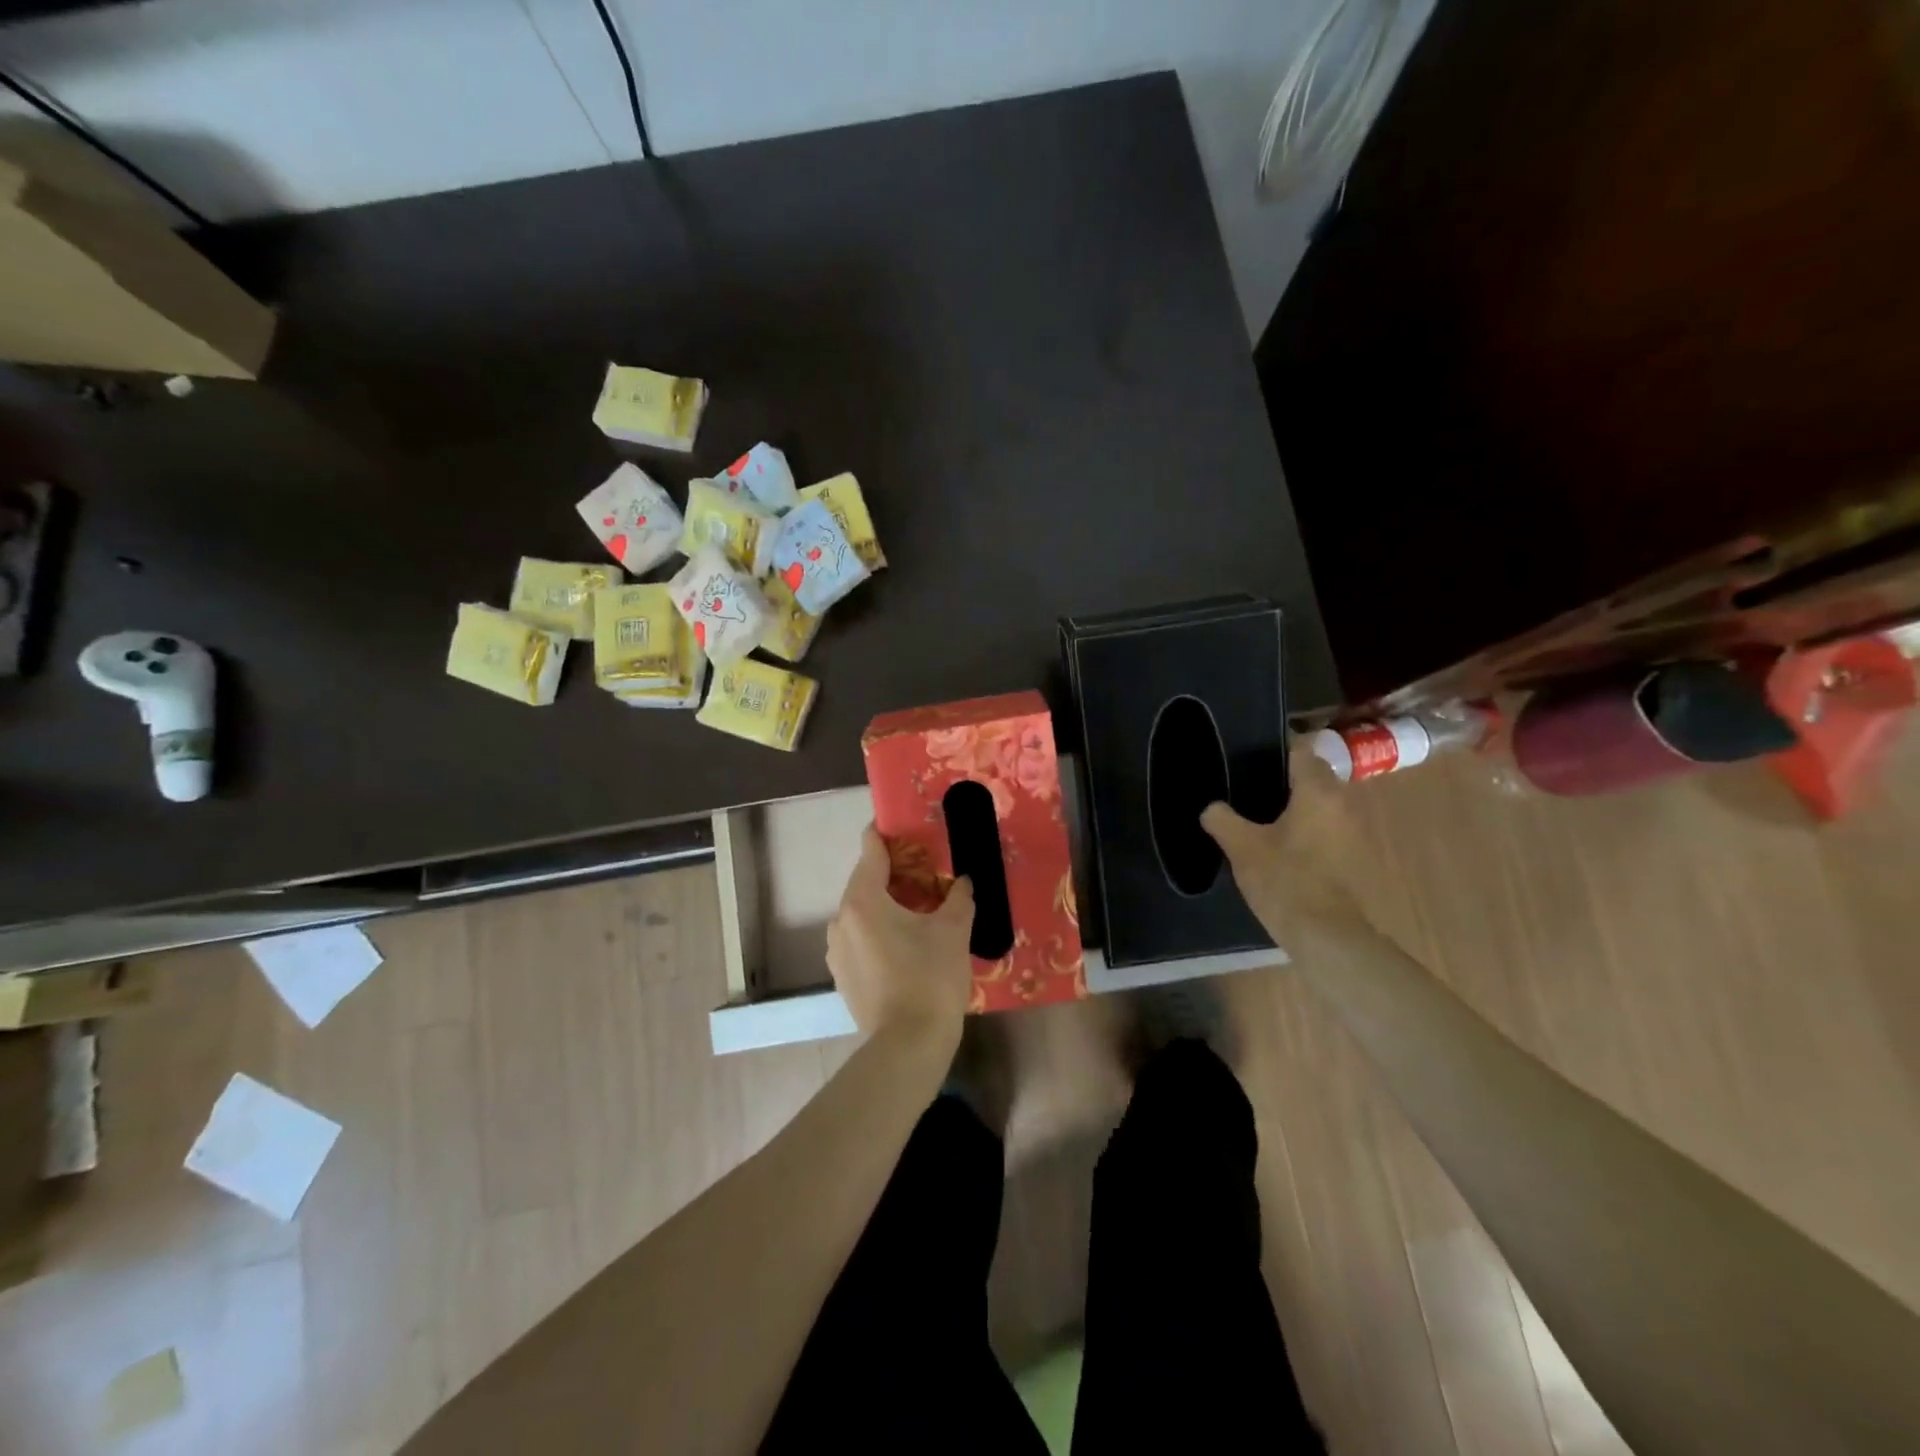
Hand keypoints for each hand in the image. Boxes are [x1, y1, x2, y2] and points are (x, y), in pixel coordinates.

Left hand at [827, 827, 974, 1050]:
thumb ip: (959, 897)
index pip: (870, 850)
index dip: (884, 833)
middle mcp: (842, 919)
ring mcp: (837, 951)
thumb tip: (963, 882)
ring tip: (918, 909)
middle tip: (925, 871)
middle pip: (865, 881)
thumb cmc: (930, 977)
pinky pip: (860, 938)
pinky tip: (905, 944)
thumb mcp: (953, 930)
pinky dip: (879, 931)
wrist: (909, 1045)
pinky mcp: (842, 976)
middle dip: (893, 873)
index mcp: (863, 899)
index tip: (902, 826)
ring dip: (886, 904)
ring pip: (862, 912)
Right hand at [1201, 748, 1366, 947]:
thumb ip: (1222, 820)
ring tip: (1258, 815)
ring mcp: (1353, 832)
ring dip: (1295, 806)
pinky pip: (1326, 829)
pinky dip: (1305, 829)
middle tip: (1246, 786)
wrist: (1328, 936)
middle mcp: (1342, 804)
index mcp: (1318, 791)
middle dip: (1283, 779)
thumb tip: (1211, 808)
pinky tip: (1279, 845)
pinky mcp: (1353, 857)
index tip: (1248, 754)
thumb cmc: (1285, 880)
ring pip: (1320, 805)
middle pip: (1313, 777)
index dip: (1275, 748)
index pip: (1301, 751)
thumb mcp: (1242, 847)